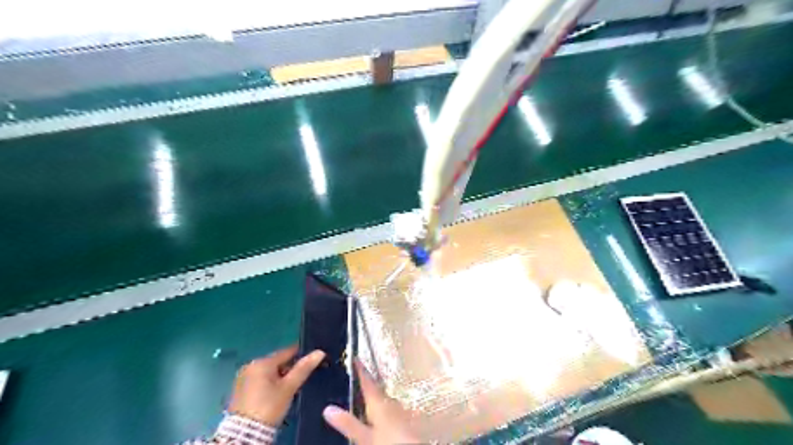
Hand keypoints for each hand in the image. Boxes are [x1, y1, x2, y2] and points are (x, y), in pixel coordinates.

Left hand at [228, 346, 322, 425]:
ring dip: (280, 377)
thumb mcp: (289, 387)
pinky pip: (260, 380)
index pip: (287, 351)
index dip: (301, 354)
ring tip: (291, 387)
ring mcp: (243, 377)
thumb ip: (304, 368)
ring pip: (269, 372)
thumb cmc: (269, 406)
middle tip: (301, 379)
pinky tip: (277, 393)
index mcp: (262, 362)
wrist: (245, 434)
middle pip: (277, 362)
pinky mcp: (240, 389)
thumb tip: (320, 352)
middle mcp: (251, 365)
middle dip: (289, 368)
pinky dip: (270, 383)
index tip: (312, 360)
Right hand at [322, 361, 420, 444]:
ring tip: (360, 395)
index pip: (367, 380)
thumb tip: (327, 408)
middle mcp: (389, 401)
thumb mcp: (364, 436)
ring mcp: (397, 409)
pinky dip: (379, 406)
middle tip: (352, 377)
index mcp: (378, 401)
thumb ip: (348, 422)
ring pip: (381, 398)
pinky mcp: (402, 419)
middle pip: (375, 388)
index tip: (354, 357)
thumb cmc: (388, 441)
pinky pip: (387, 407)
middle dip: (365, 382)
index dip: (360, 369)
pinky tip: (374, 414)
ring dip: (372, 395)